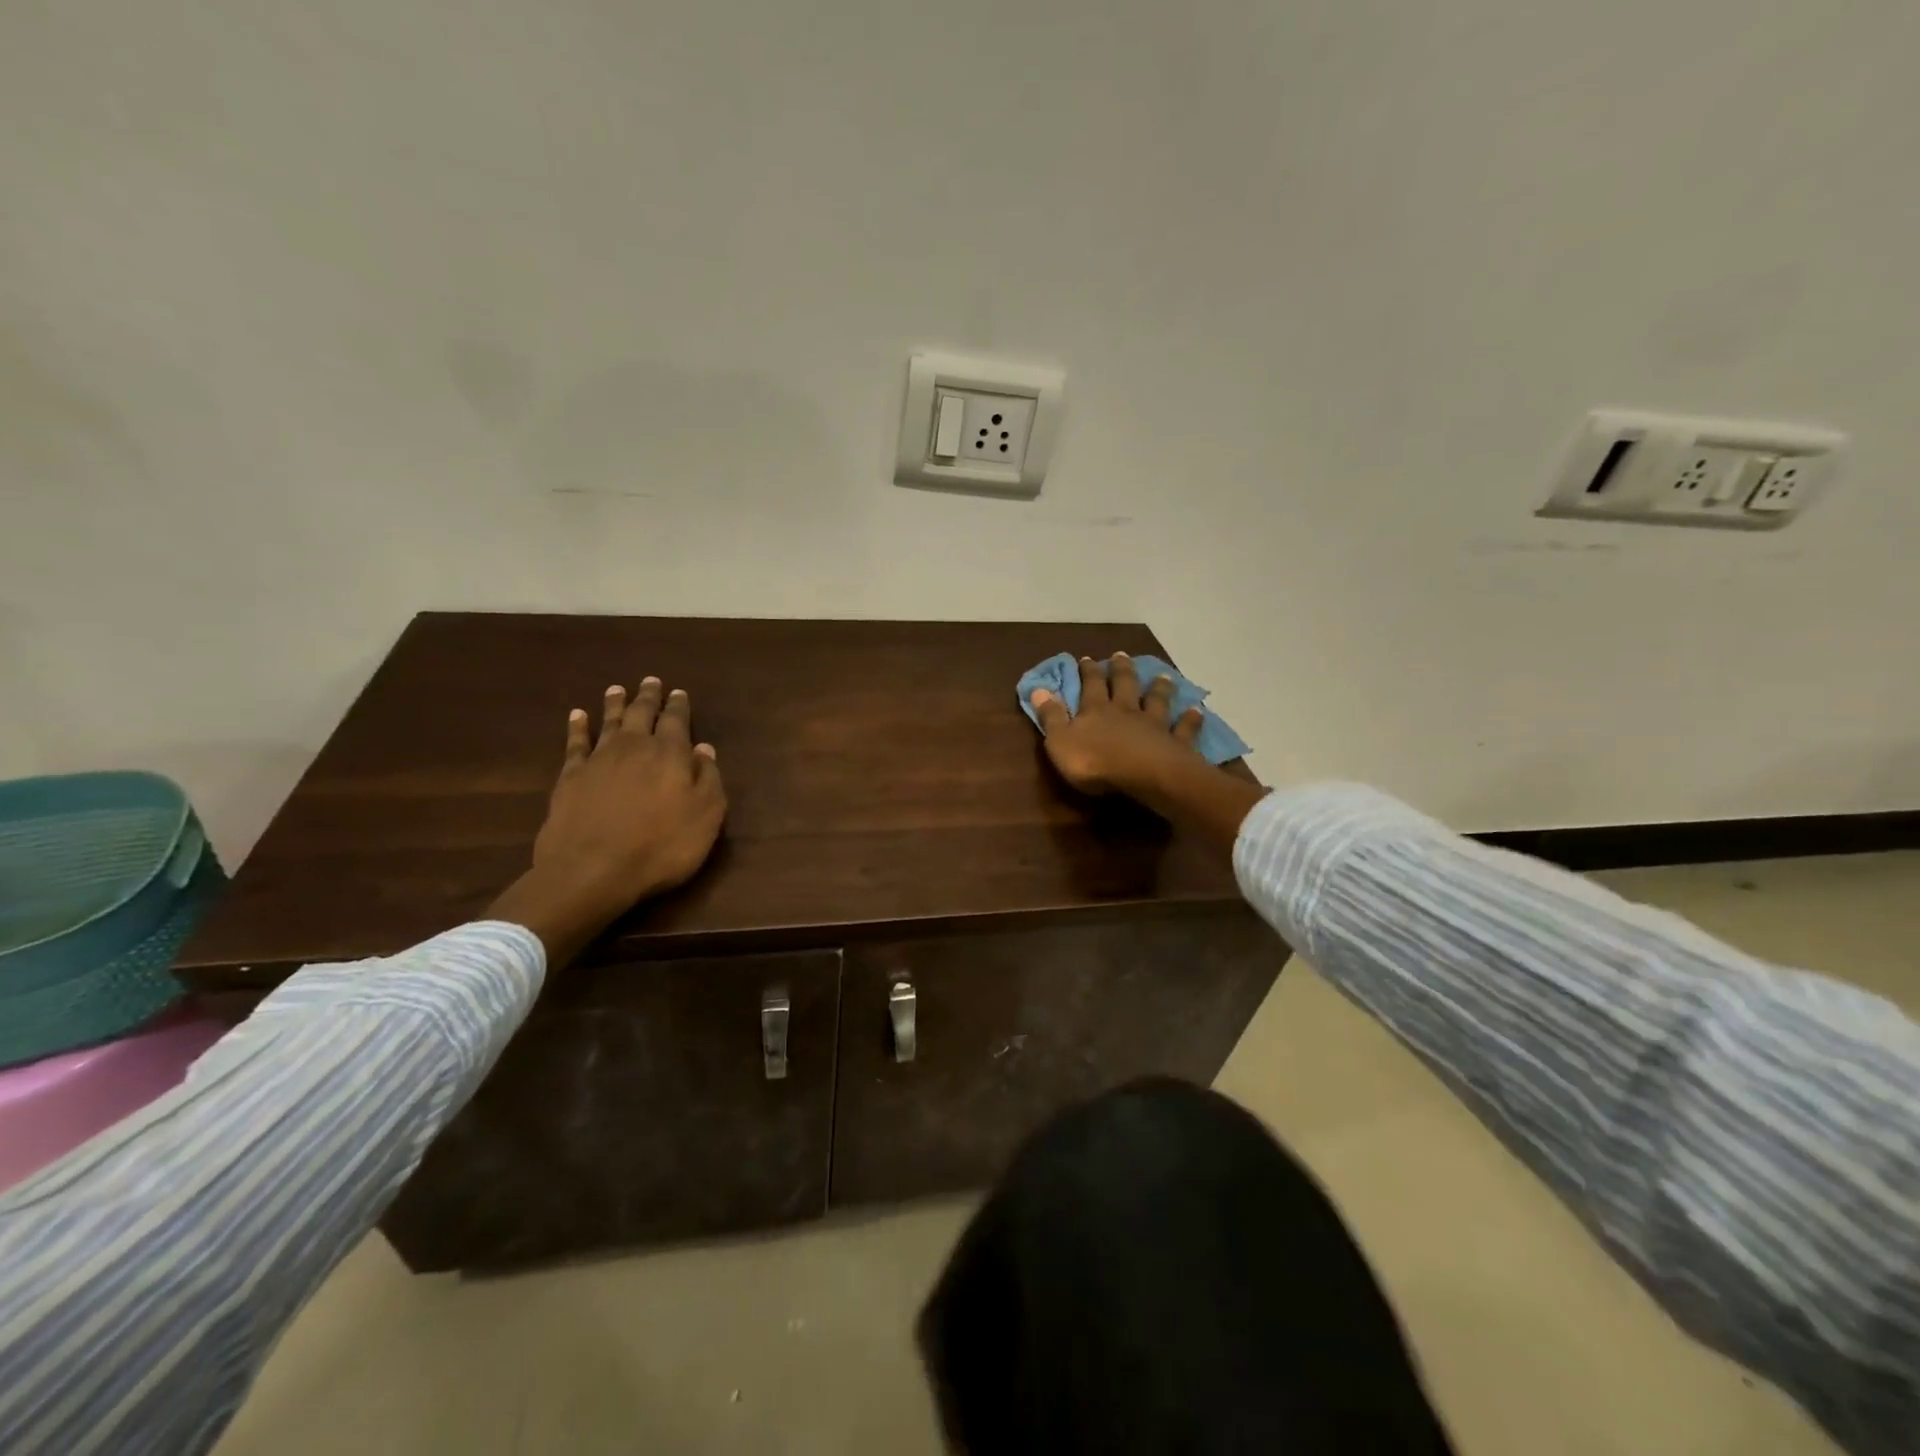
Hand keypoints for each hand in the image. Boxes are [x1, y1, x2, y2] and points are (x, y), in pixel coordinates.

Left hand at [491, 678, 726, 966]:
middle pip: (642, 714)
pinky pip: (575, 743)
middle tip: (651, 681)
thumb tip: (703, 749)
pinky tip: (577, 716)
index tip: (679, 693)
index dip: (679, 706)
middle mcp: (635, 747)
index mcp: (671, 754)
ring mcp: (599, 760)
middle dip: (648, 697)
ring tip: (617, 689)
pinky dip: (577, 727)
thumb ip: (707, 778)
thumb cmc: (661, 846)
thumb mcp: (706, 816)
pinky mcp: (570, 777)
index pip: (677, 721)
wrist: (593, 870)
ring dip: (615, 704)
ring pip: (609, 722)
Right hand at [1029, 653, 1204, 796]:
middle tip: (1121, 655)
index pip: (1090, 685)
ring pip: (1156, 700)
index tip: (1086, 658)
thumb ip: (1050, 716)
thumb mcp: (1060, 741)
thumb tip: (1037, 689)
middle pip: (1124, 685)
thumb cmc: (1095, 763)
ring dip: (1158, 688)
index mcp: (1096, 710)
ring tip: (1161, 676)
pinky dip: (1190, 719)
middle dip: (1121, 669)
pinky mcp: (1176, 743)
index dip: (1087, 671)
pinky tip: (1196, 710)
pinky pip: (1184, 728)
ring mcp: (1154, 725)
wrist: (1145, 777)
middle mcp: (1126, 711)